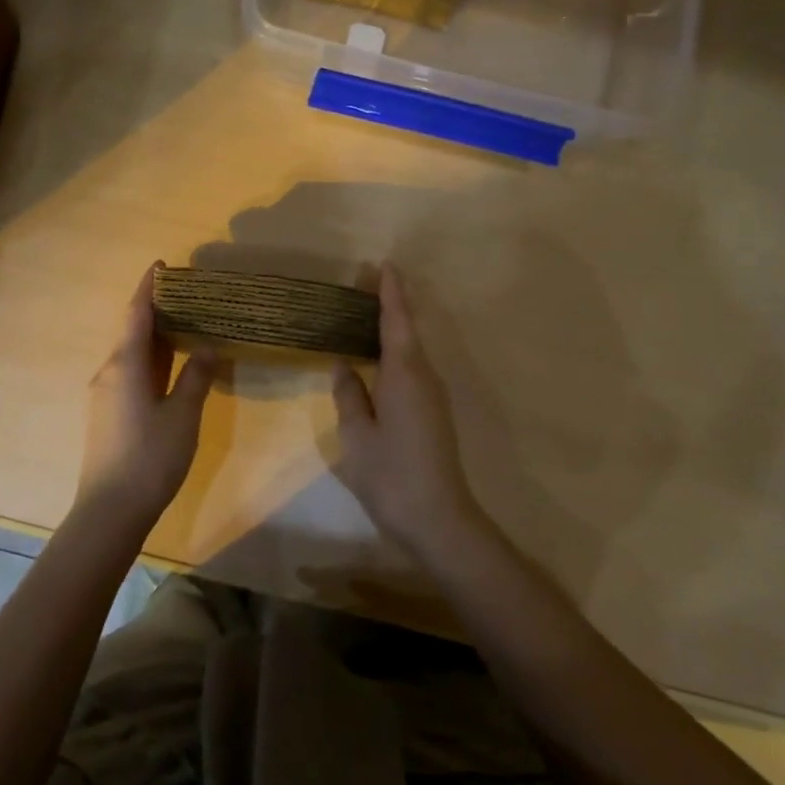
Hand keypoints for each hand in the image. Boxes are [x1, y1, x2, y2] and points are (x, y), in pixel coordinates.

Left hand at [80, 263, 217, 524]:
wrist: (110, 511)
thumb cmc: (150, 458)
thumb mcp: (183, 415)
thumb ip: (196, 377)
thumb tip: (209, 346)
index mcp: (125, 365)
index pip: (136, 313)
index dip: (149, 287)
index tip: (162, 265)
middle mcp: (110, 372)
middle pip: (132, 330)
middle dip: (155, 309)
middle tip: (187, 295)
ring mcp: (106, 394)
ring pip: (132, 353)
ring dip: (154, 336)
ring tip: (185, 324)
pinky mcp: (108, 414)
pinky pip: (130, 372)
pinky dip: (151, 359)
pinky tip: (171, 366)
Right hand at [331, 265, 483, 558]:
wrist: (440, 519)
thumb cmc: (392, 475)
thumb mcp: (358, 435)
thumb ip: (350, 395)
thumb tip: (344, 365)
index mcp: (404, 373)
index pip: (397, 321)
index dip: (391, 292)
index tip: (384, 264)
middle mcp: (424, 376)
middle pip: (407, 330)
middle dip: (389, 306)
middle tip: (362, 286)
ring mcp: (433, 396)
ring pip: (410, 351)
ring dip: (392, 330)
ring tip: (363, 317)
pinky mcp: (434, 413)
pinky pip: (412, 370)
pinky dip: (395, 354)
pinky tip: (376, 361)